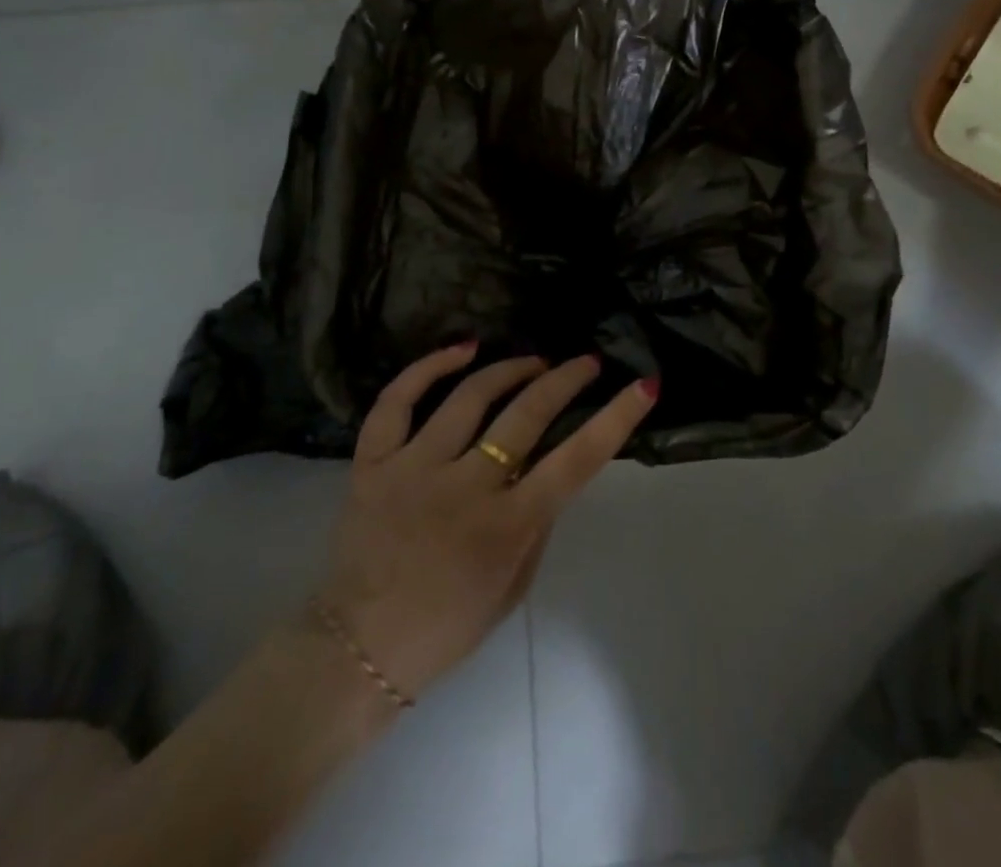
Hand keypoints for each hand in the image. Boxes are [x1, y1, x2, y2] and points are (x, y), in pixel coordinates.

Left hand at [314, 344, 657, 701]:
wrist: (357, 651)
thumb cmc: (448, 626)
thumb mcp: (515, 587)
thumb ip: (539, 523)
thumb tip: (554, 464)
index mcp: (506, 528)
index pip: (575, 460)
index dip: (615, 418)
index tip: (642, 385)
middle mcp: (463, 489)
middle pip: (526, 414)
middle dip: (566, 378)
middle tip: (585, 362)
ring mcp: (413, 470)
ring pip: (469, 396)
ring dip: (511, 368)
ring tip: (534, 361)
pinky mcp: (372, 463)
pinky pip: (397, 401)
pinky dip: (429, 367)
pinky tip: (464, 349)